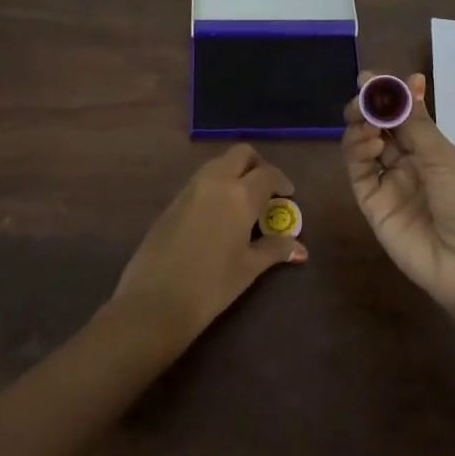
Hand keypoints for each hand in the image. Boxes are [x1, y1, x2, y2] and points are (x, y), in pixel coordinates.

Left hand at [112, 145, 307, 339]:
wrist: (154, 301)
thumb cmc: (211, 286)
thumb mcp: (248, 268)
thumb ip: (274, 250)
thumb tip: (300, 249)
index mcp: (239, 195)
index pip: (267, 174)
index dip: (282, 181)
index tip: (288, 195)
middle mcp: (215, 182)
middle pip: (240, 154)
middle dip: (257, 164)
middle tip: (266, 189)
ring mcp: (190, 189)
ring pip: (218, 163)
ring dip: (234, 172)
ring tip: (243, 202)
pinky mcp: (172, 201)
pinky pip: (200, 180)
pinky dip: (216, 185)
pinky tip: (218, 214)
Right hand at [343, 71, 454, 316]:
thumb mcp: (444, 156)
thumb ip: (416, 121)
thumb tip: (408, 79)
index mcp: (429, 149)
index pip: (401, 114)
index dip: (386, 95)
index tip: (370, 78)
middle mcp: (405, 162)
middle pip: (376, 127)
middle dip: (367, 108)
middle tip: (364, 97)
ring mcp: (387, 183)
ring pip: (362, 146)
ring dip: (361, 126)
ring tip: (369, 123)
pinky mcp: (372, 204)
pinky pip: (359, 172)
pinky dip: (358, 152)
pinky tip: (371, 143)